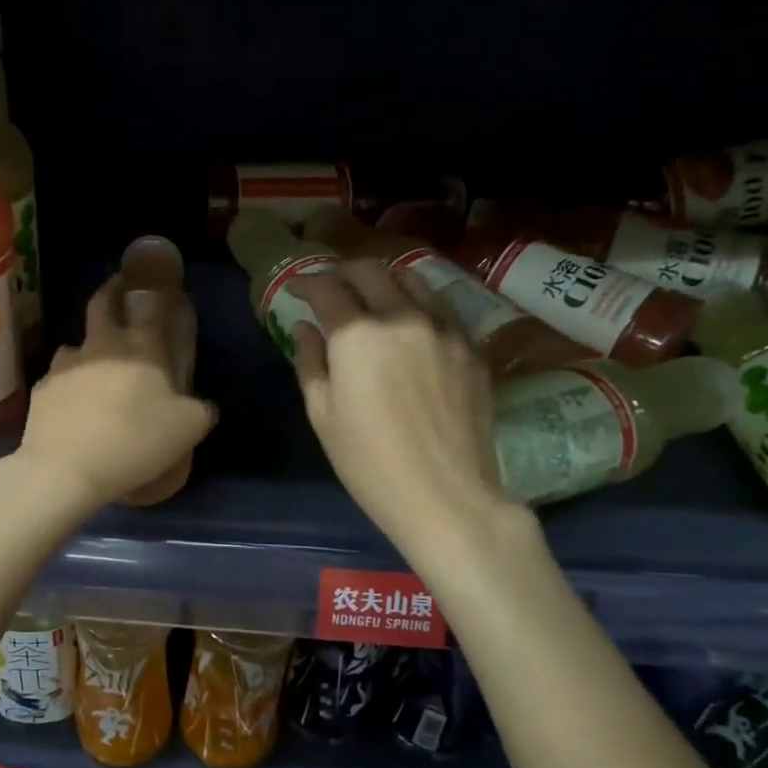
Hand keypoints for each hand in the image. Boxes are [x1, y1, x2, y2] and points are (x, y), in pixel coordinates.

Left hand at [14, 275, 216, 514]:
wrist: (66, 469)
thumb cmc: (135, 441)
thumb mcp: (188, 430)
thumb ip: (201, 410)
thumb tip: (203, 404)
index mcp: (141, 346)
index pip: (149, 303)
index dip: (153, 288)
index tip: (152, 284)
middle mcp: (101, 345)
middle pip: (101, 303)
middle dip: (111, 293)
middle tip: (118, 296)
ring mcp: (65, 365)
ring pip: (75, 342)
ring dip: (87, 347)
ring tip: (94, 366)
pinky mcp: (41, 389)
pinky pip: (57, 377)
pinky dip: (68, 384)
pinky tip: (73, 404)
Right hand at [291, 260, 508, 553]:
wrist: (446, 496)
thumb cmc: (369, 463)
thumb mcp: (322, 415)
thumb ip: (310, 361)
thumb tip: (305, 327)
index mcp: (357, 335)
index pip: (327, 288)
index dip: (306, 282)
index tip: (296, 288)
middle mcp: (402, 317)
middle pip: (369, 271)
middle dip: (342, 271)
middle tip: (330, 286)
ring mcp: (444, 328)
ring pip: (411, 279)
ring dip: (382, 279)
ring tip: (370, 295)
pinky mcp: (472, 346)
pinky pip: (440, 306)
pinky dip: (416, 301)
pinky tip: (409, 321)